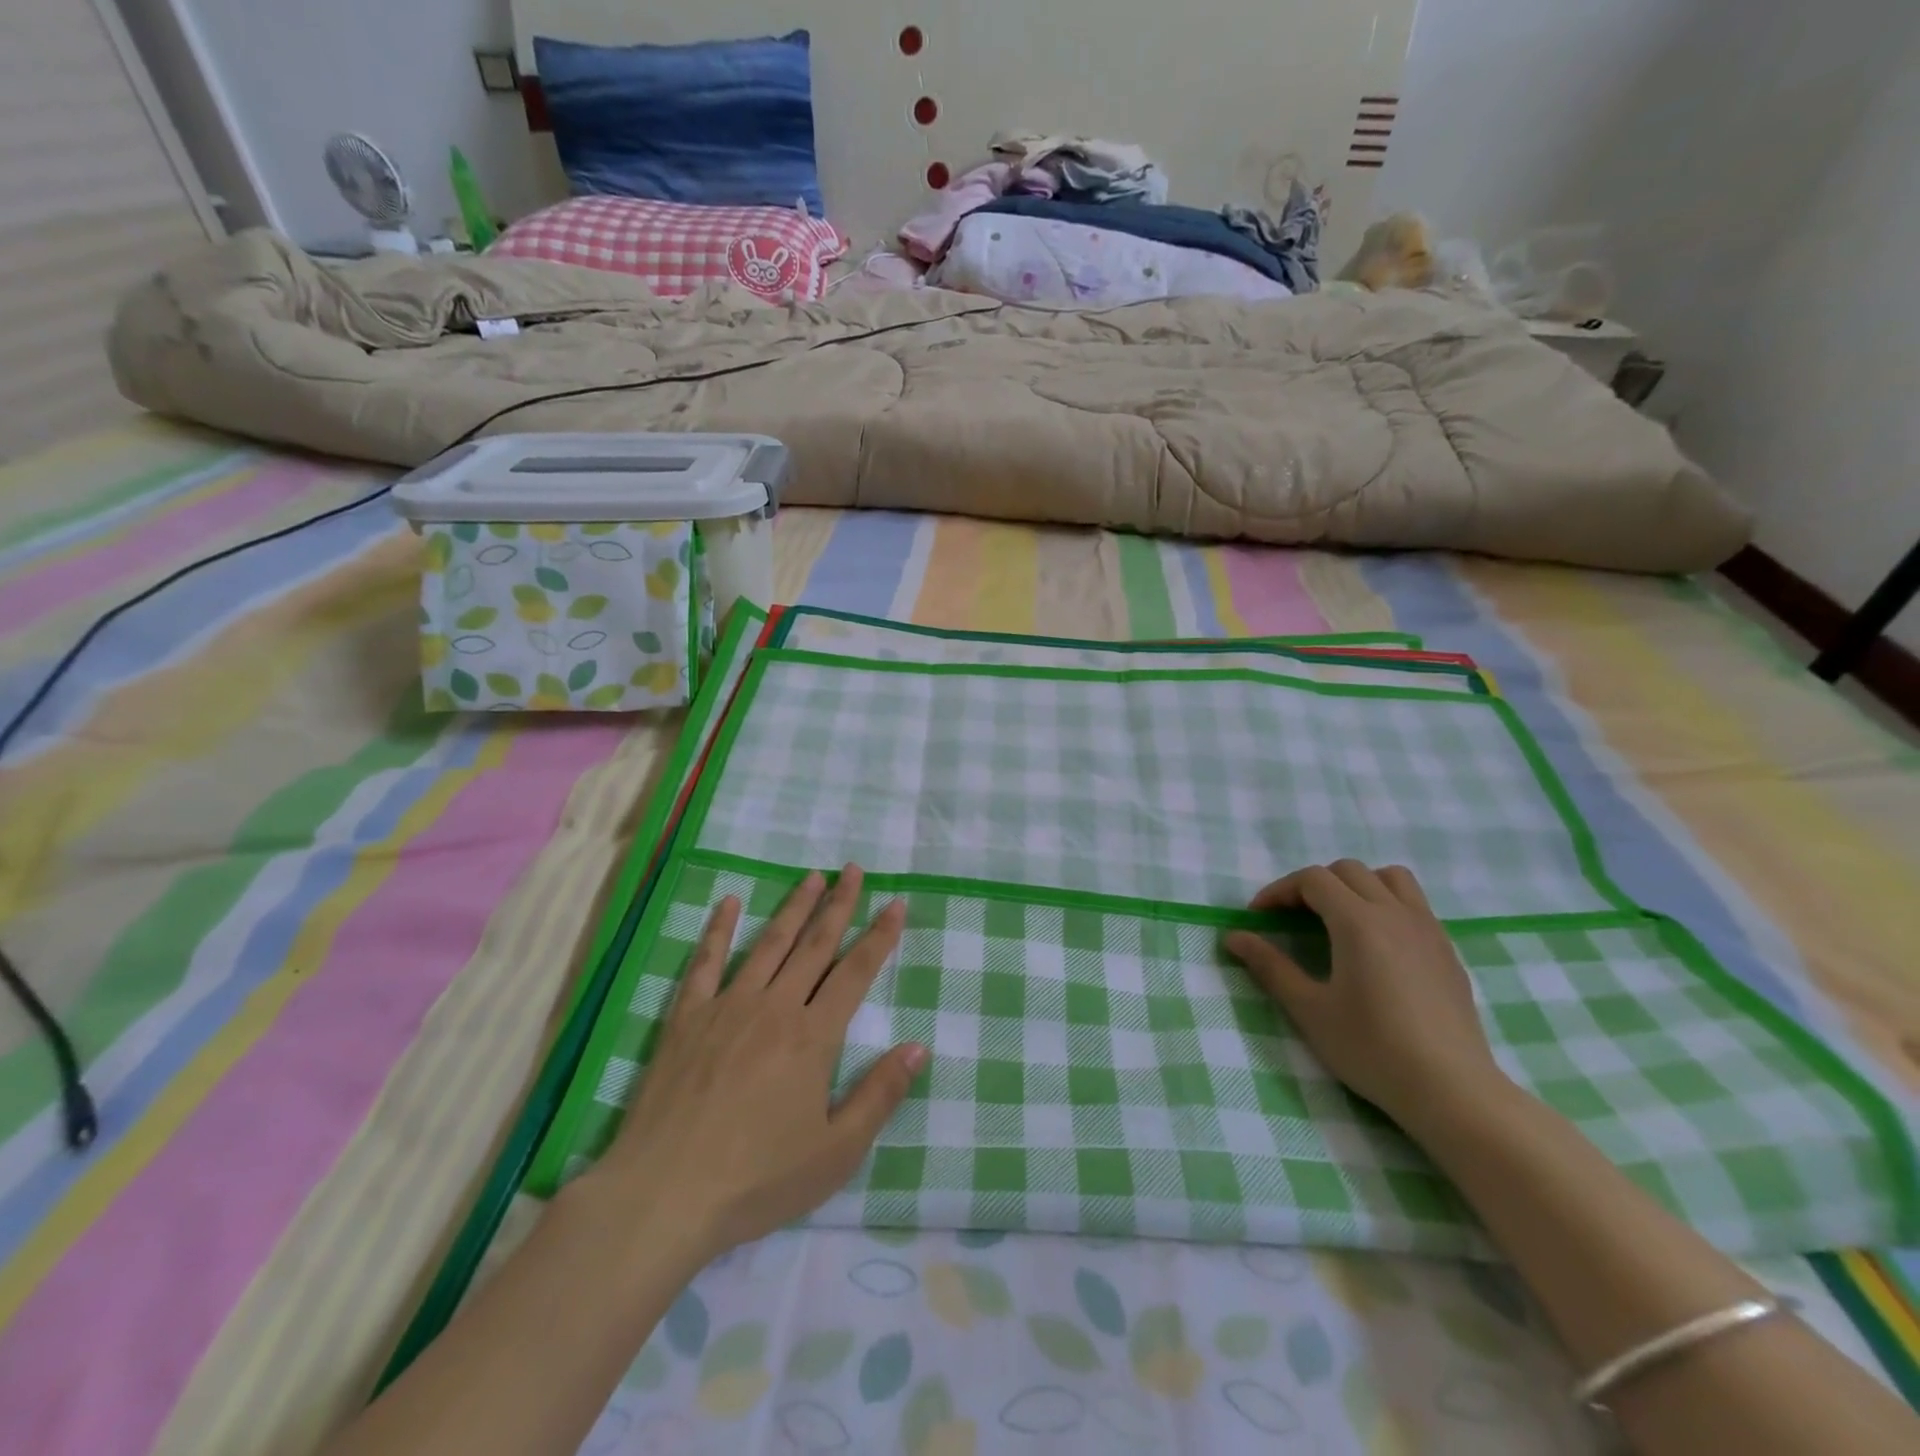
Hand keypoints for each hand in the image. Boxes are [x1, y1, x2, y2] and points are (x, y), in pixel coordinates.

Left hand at [586, 866, 926, 1261]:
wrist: (664, 1195)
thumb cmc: (757, 1179)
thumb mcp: (835, 1152)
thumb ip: (879, 1095)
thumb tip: (918, 1048)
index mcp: (813, 1036)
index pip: (856, 972)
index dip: (880, 936)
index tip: (896, 903)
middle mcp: (775, 1007)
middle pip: (815, 944)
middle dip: (839, 904)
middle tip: (853, 869)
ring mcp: (727, 1007)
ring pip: (769, 944)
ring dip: (793, 907)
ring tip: (812, 876)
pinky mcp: (687, 1018)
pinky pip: (706, 963)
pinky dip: (718, 929)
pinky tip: (728, 903)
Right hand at [1224, 860, 1507, 1128]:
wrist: (1452, 1090)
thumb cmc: (1372, 1048)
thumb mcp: (1310, 1009)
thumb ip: (1270, 967)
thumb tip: (1233, 937)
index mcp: (1358, 921)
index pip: (1313, 879)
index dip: (1280, 891)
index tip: (1260, 917)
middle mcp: (1395, 913)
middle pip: (1348, 871)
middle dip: (1313, 885)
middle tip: (1293, 917)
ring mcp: (1428, 929)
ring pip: (1390, 878)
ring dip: (1357, 885)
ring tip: (1339, 918)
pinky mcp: (1447, 950)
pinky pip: (1414, 903)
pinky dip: (1386, 904)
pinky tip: (1376, 944)